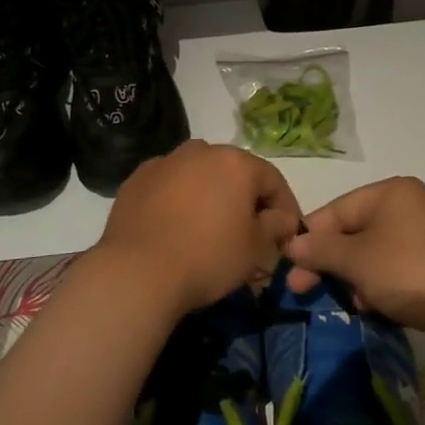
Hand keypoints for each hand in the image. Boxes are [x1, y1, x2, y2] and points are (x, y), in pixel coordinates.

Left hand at [96, 141, 303, 317]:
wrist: (138, 272)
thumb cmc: (208, 257)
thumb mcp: (256, 248)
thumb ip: (277, 226)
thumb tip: (282, 218)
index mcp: (236, 162)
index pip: (273, 180)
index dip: (285, 208)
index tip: (287, 234)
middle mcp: (201, 151)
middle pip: (234, 173)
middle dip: (245, 199)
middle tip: (249, 231)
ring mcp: (165, 161)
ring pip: (199, 175)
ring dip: (210, 195)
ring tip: (209, 227)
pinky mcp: (137, 179)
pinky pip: (169, 185)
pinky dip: (178, 200)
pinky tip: (176, 226)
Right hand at [284, 178, 424, 356]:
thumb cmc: (411, 273)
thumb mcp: (357, 261)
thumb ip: (321, 250)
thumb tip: (291, 244)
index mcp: (388, 192)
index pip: (334, 211)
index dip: (308, 240)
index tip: (288, 270)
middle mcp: (406, 205)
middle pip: (352, 231)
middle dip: (329, 262)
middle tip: (303, 290)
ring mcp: (423, 233)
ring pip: (372, 252)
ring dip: (354, 277)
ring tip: (349, 302)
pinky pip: (393, 267)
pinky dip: (378, 284)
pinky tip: (372, 306)